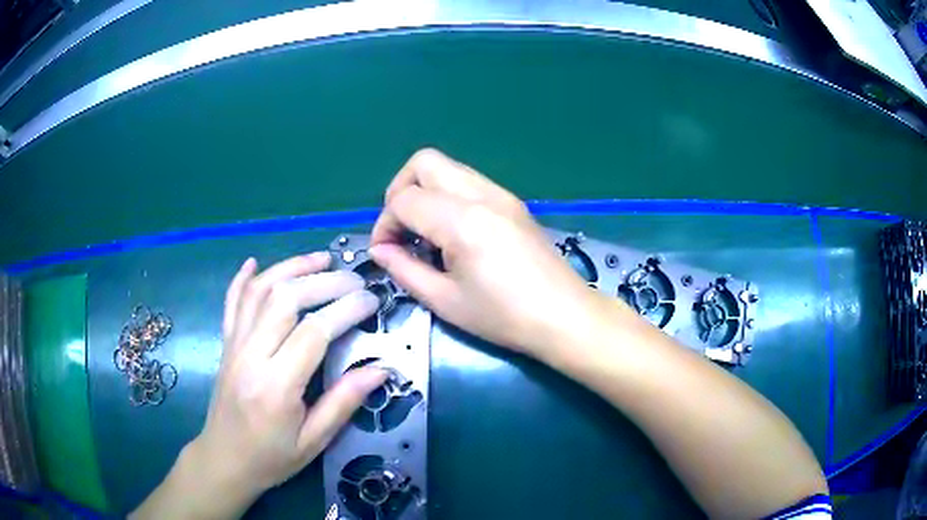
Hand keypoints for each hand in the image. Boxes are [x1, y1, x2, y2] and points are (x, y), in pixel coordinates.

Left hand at [187, 254, 384, 509]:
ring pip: (259, 291)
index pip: (314, 331)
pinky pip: (232, 302)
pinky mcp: (226, 343)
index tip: (371, 302)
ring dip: (291, 267)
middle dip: (324, 281)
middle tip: (354, 281)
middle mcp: (250, 356)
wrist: (224, 460)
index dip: (346, 310)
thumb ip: (344, 403)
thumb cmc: (271, 458)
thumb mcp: (314, 441)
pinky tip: (255, 262)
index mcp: (276, 386)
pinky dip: (243, 278)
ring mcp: (234, 345)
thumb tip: (380, 369)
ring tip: (321, 258)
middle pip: (285, 299)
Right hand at [370, 148, 602, 356]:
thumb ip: (404, 269)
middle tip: (400, 229)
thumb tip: (380, 250)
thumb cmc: (504, 317)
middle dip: (400, 190)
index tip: (385, 252)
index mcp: (462, 220)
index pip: (404, 199)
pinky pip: (468, 181)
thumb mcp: (445, 300)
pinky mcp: (512, 201)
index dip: (384, 224)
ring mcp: (501, 194)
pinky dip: (447, 196)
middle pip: (424, 162)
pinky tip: (452, 232)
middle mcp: (481, 194)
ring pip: (448, 167)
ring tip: (424, 233)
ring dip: (424, 191)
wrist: (564, 316)